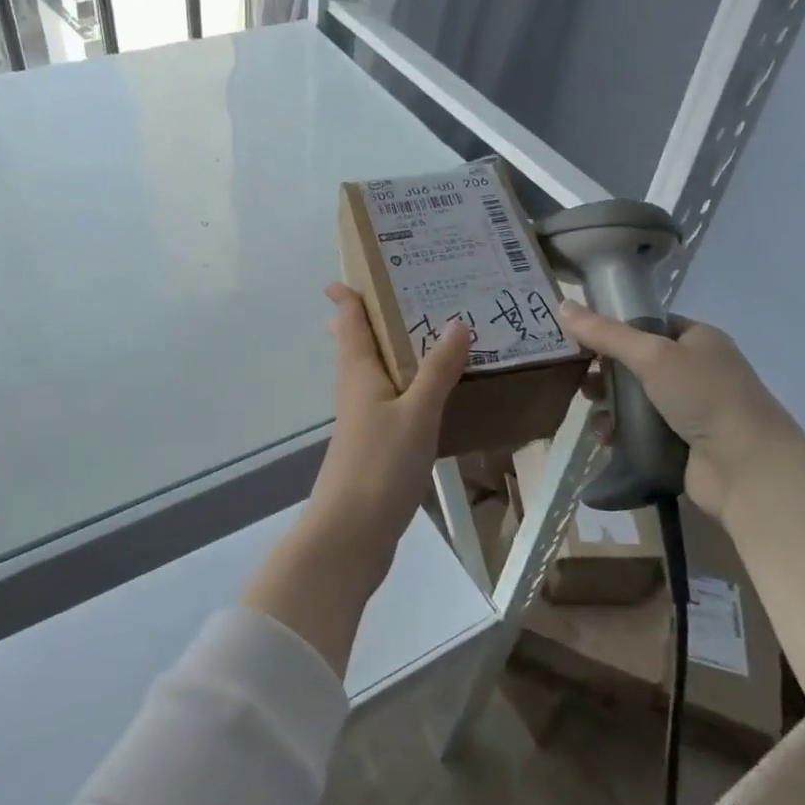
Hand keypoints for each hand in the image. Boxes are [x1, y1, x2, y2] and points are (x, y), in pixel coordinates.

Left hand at [304, 282, 470, 574]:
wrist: (351, 533)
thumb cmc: (380, 464)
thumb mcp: (417, 412)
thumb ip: (438, 369)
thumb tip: (457, 322)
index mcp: (358, 372)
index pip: (349, 321)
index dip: (347, 295)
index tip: (352, 271)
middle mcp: (355, 389)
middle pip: (356, 344)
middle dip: (369, 320)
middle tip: (399, 294)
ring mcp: (362, 420)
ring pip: (374, 373)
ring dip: (391, 351)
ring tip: (422, 335)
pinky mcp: (374, 446)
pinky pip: (389, 400)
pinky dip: (406, 385)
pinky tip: (428, 393)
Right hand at [557, 300, 797, 520]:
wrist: (748, 469)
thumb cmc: (704, 397)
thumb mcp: (652, 355)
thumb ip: (606, 333)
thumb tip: (563, 305)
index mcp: (698, 339)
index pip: (647, 324)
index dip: (613, 328)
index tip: (578, 338)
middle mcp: (695, 370)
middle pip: (636, 363)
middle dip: (605, 371)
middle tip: (581, 378)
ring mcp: (689, 409)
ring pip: (634, 398)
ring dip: (609, 404)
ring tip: (593, 412)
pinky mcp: (680, 443)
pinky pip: (639, 429)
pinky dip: (620, 431)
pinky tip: (606, 436)